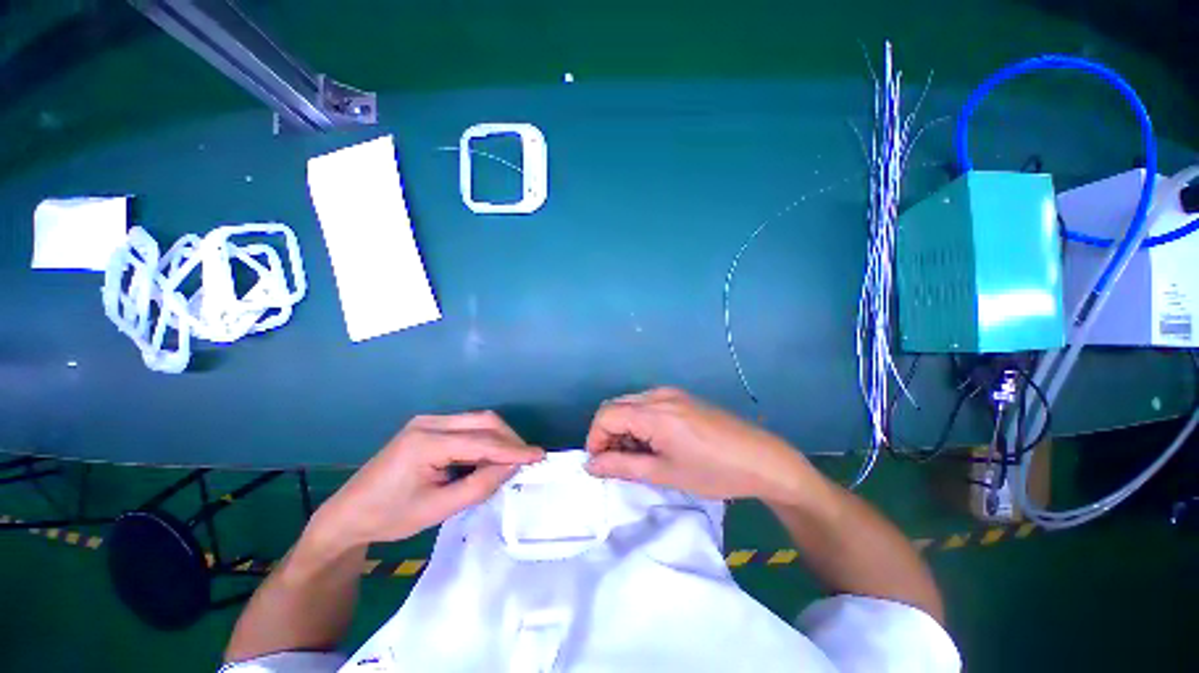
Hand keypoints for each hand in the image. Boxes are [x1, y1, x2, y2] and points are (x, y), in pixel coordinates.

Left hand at [309, 411, 543, 549]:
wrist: (347, 514)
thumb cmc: (390, 517)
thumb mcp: (438, 509)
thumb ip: (479, 485)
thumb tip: (513, 467)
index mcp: (427, 442)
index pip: (482, 441)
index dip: (513, 449)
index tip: (539, 456)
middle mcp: (430, 422)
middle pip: (483, 421)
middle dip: (509, 439)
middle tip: (526, 459)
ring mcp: (428, 421)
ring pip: (477, 420)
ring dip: (498, 437)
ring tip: (511, 459)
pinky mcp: (428, 426)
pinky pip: (466, 425)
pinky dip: (484, 438)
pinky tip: (488, 455)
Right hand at [585, 388, 814, 502]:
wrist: (762, 459)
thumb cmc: (713, 471)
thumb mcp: (665, 473)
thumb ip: (622, 466)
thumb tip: (590, 466)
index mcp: (653, 412)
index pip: (605, 416)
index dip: (595, 439)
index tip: (600, 465)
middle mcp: (658, 394)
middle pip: (616, 406)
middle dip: (608, 434)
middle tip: (618, 462)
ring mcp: (672, 393)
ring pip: (631, 404)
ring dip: (624, 428)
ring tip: (638, 456)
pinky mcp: (682, 397)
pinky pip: (648, 404)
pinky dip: (640, 422)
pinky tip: (655, 442)